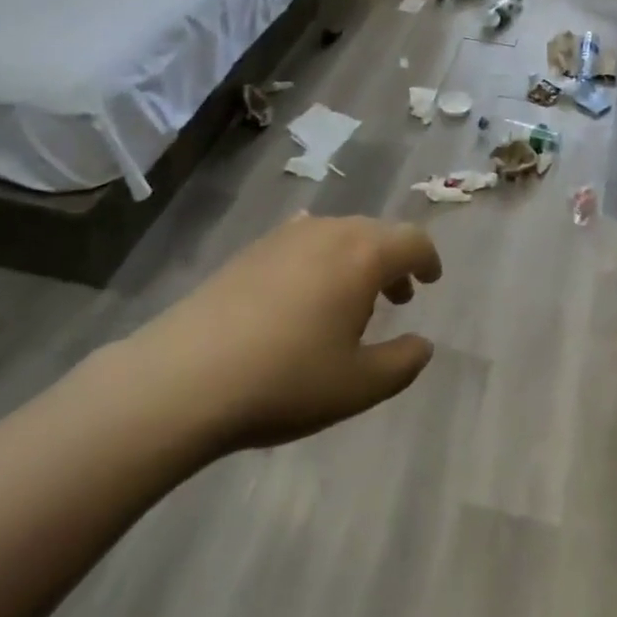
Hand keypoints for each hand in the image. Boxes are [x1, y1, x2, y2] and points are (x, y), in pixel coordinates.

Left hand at [118, 215, 443, 454]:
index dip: (428, 259)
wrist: (185, 376)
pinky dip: (321, 261)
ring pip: (339, 236)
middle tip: (397, 297)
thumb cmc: (285, 379)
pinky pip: (304, 243)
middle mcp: (329, 231)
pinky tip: (304, 298)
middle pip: (376, 232)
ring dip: (357, 261)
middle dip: (393, 261)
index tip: (431, 281)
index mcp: (363, 254)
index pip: (412, 240)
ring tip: (351, 303)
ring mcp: (286, 235)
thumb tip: (423, 344)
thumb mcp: (357, 386)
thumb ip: (402, 363)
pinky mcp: (252, 249)